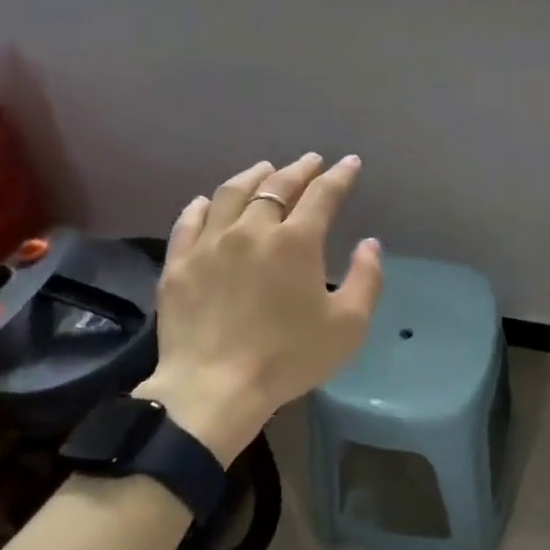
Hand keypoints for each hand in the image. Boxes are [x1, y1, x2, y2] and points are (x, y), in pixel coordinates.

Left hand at [134, 154, 383, 464]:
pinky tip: (208, 201)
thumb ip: (366, 279)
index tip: (349, 163)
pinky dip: (203, 205)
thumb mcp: (347, 326)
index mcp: (295, 242)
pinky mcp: (179, 263)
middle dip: (298, 169)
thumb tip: (369, 244)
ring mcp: (210, 244)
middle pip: (276, 186)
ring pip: (230, 194)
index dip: (339, 176)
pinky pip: (189, 221)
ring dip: (252, 176)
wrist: (214, 388)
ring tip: (263, 169)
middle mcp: (252, 230)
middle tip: (310, 161)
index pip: (322, 195)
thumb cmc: (289, 358)